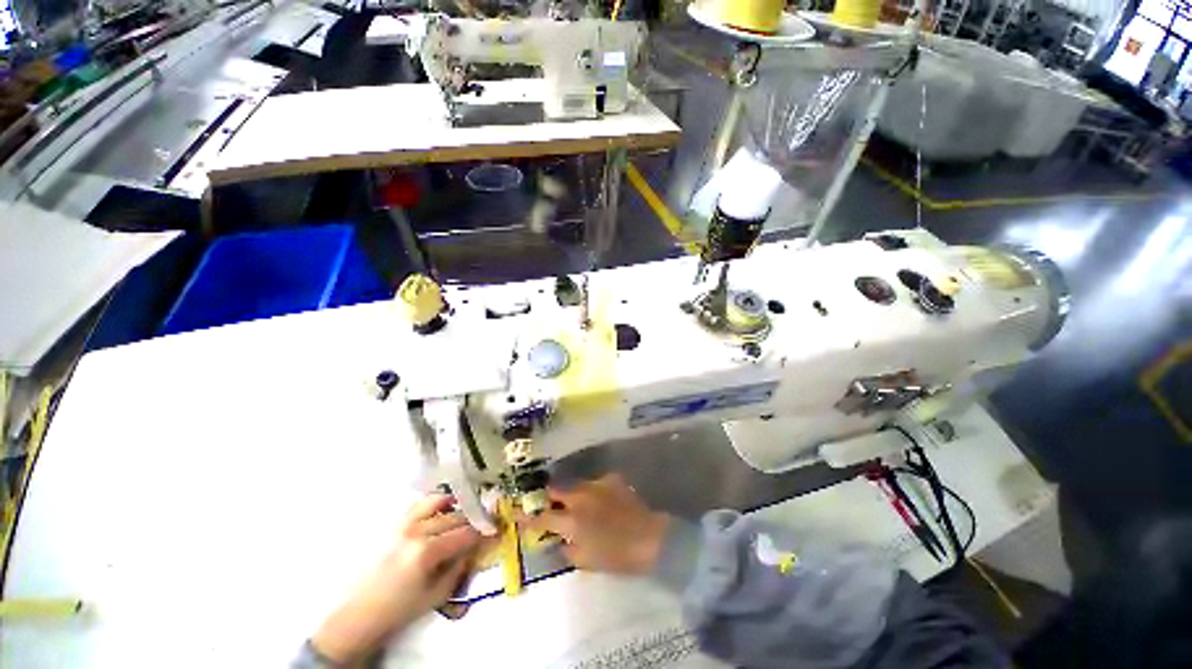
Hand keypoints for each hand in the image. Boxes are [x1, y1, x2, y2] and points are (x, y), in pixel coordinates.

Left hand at [311, 493, 486, 663]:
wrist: (359, 615)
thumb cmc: (399, 610)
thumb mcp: (437, 595)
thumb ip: (459, 567)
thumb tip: (475, 547)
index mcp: (427, 552)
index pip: (465, 533)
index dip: (484, 531)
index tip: (496, 530)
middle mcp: (416, 531)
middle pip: (455, 516)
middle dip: (473, 520)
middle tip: (483, 526)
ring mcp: (403, 524)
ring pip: (439, 502)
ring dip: (456, 507)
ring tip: (464, 515)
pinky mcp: (395, 524)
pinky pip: (421, 503)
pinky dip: (436, 502)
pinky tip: (444, 510)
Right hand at [523, 474, 669, 574]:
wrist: (649, 538)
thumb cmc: (616, 555)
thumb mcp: (585, 561)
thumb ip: (566, 548)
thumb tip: (556, 540)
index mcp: (571, 520)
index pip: (542, 517)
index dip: (527, 516)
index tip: (516, 512)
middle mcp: (580, 497)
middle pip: (555, 489)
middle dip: (548, 496)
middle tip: (549, 503)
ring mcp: (596, 484)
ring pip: (575, 484)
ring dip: (571, 493)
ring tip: (577, 502)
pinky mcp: (611, 479)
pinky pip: (595, 482)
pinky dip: (593, 491)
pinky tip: (601, 500)